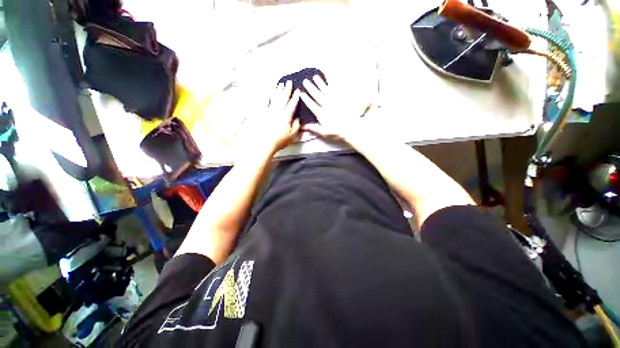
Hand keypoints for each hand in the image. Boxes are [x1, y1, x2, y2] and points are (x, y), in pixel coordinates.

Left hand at [240, 81, 300, 154]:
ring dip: (278, 90)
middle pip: (283, 98)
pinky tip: (268, 93)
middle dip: (286, 90)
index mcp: (286, 116)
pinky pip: (265, 103)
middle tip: (289, 82)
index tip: (298, 90)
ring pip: (274, 98)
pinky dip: (267, 97)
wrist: (264, 142)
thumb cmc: (279, 140)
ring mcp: (269, 111)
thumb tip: (298, 119)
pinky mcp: (263, 114)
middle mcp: (278, 111)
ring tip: (280, 84)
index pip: (292, 105)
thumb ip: (296, 126)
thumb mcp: (292, 135)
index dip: (295, 97)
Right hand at [299, 75, 365, 141]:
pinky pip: (337, 89)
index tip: (301, 93)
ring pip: (325, 90)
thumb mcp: (324, 132)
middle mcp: (326, 105)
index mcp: (321, 114)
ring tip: (315, 77)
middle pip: (317, 95)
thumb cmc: (337, 132)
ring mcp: (335, 101)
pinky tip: (330, 78)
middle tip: (305, 81)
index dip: (306, 99)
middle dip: (310, 88)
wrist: (351, 128)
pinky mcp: (342, 99)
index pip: (312, 105)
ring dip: (320, 83)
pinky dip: (333, 83)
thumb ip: (314, 128)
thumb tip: (303, 126)